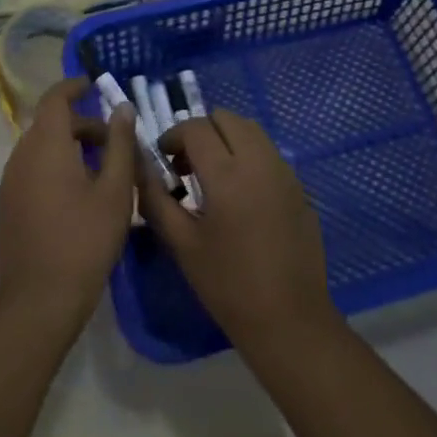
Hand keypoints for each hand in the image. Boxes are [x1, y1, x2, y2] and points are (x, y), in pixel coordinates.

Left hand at [0, 77, 137, 335]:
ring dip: (68, 148)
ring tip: (101, 172)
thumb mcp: (115, 191)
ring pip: (40, 148)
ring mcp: (9, 182)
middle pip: (50, 125)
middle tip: (114, 144)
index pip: (55, 99)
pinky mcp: (6, 206)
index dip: (74, 87)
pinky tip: (77, 197)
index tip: (95, 85)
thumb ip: (120, 145)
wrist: (39, 300)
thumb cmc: (85, 240)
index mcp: (46, 145)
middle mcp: (21, 156)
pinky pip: (31, 170)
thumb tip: (123, 109)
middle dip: (82, 125)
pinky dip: (54, 167)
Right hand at [136, 109, 338, 349]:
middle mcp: (259, 161)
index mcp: (227, 174)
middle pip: (227, 118)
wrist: (288, 318)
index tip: (164, 159)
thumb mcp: (181, 243)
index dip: (173, 136)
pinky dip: (248, 154)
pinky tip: (239, 193)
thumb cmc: (227, 284)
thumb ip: (155, 197)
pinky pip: (268, 152)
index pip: (196, 128)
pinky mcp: (298, 186)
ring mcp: (284, 172)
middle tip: (187, 165)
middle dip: (201, 131)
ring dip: (226, 139)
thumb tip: (138, 165)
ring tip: (212, 175)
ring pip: (251, 130)